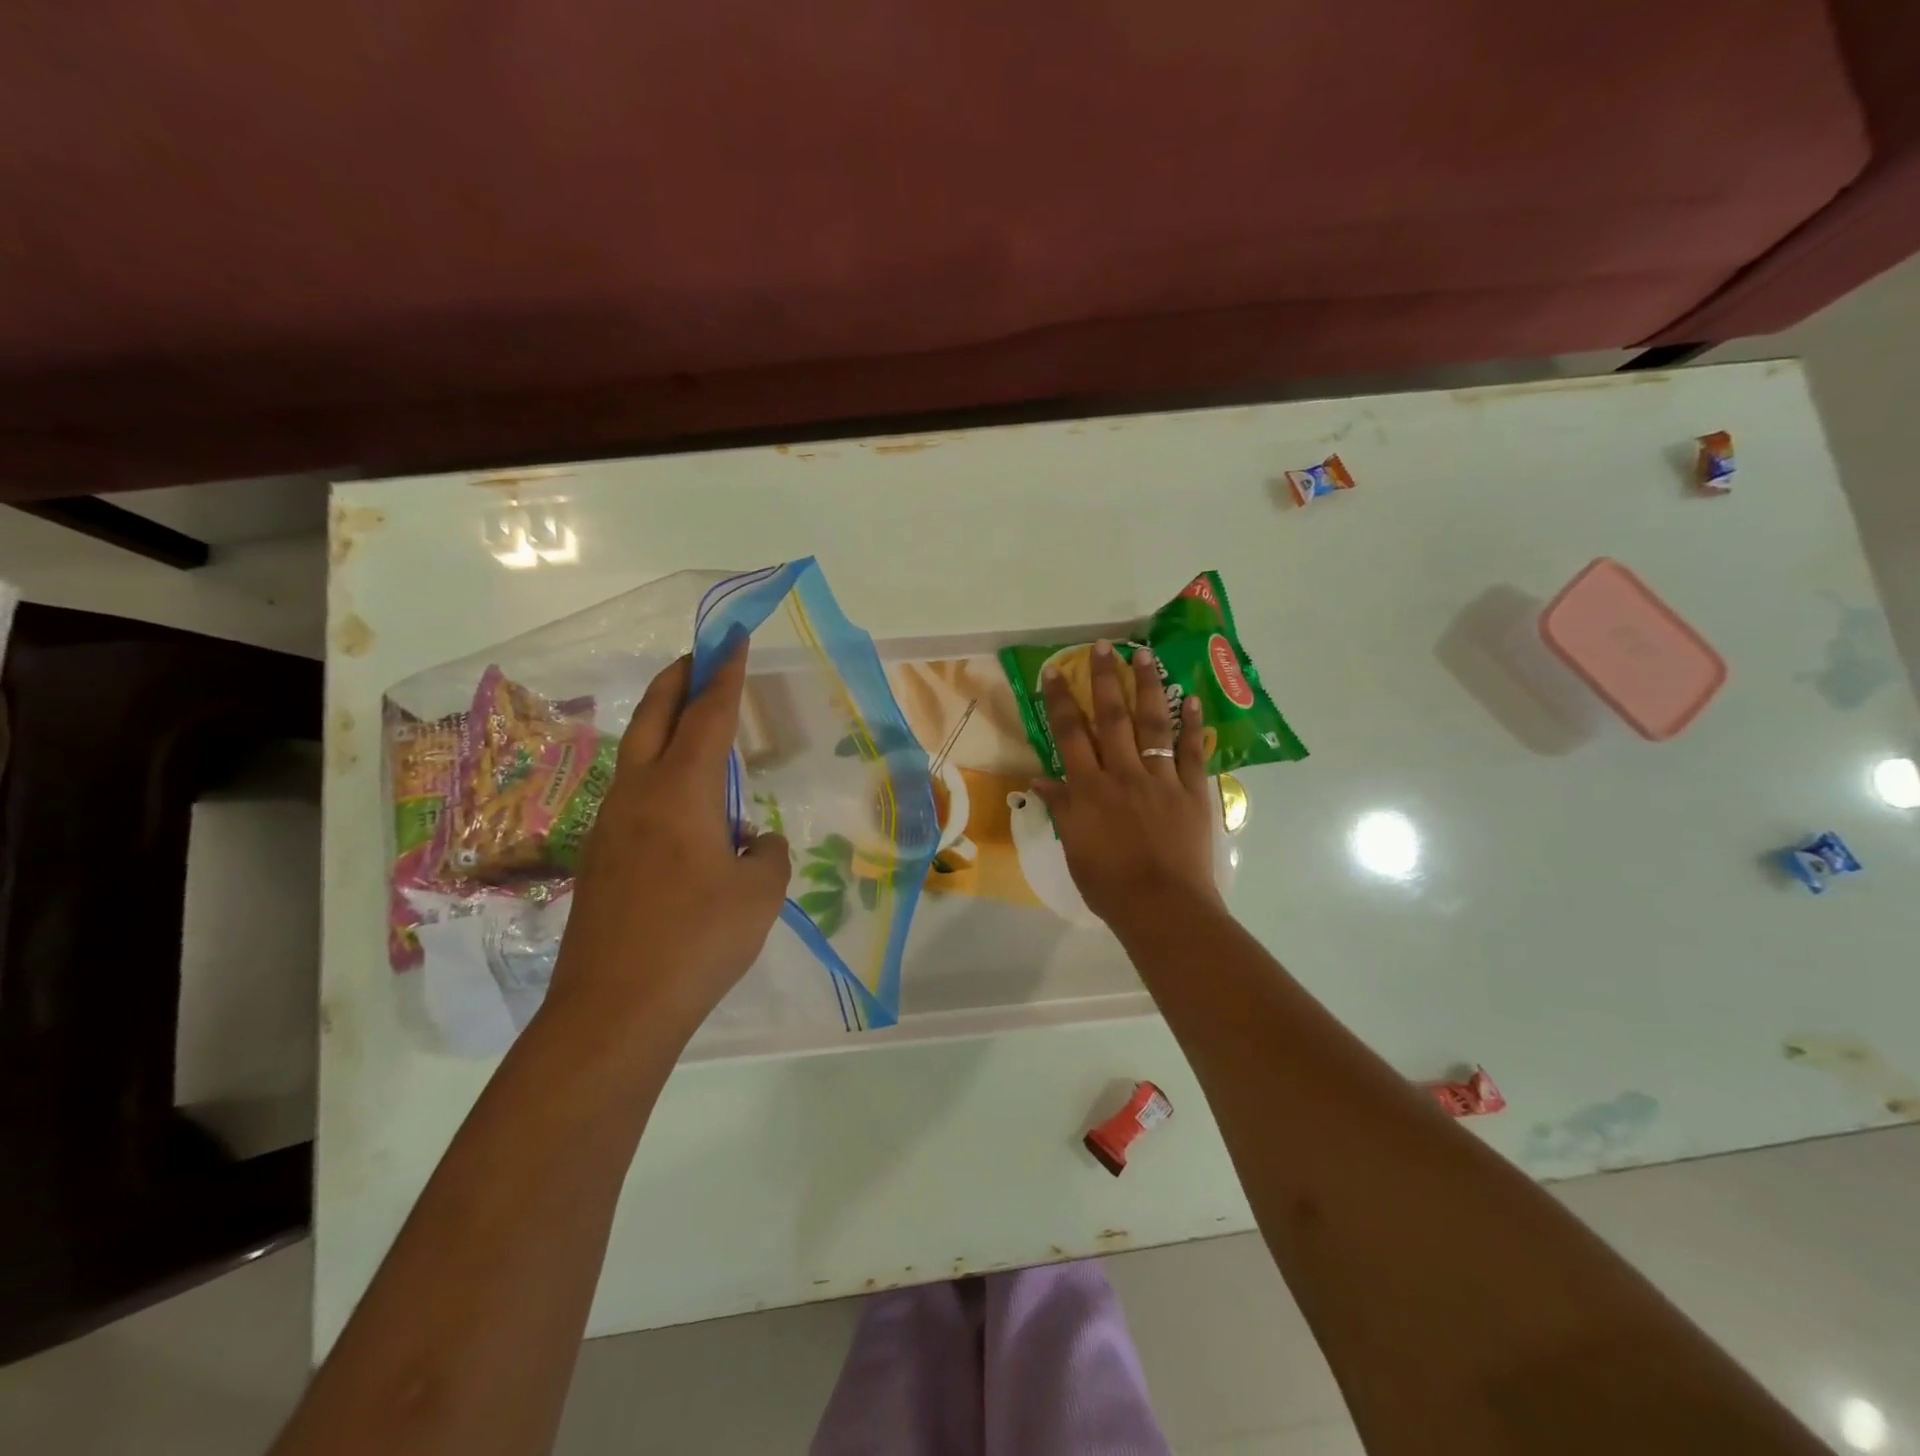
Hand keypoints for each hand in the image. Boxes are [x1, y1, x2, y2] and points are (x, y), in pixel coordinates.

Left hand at [548, 644, 789, 1041]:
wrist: (613, 1009)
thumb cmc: (697, 942)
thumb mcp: (759, 894)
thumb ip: (765, 854)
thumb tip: (751, 842)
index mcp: (681, 792)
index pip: (708, 717)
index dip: (725, 676)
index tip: (732, 641)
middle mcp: (639, 796)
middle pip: (656, 718)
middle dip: (680, 680)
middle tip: (701, 654)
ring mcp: (610, 827)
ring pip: (638, 755)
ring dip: (663, 725)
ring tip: (693, 723)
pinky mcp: (599, 860)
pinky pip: (633, 795)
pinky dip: (658, 773)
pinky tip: (680, 805)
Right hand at [1030, 640, 1220, 930]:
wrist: (1162, 906)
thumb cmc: (1109, 884)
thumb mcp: (1074, 848)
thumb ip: (1061, 809)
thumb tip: (1039, 780)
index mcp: (1089, 789)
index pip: (1069, 735)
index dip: (1060, 701)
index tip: (1055, 671)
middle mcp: (1122, 774)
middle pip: (1111, 718)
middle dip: (1104, 680)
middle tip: (1102, 647)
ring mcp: (1160, 780)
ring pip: (1152, 724)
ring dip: (1147, 688)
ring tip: (1144, 655)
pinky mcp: (1191, 791)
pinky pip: (1191, 752)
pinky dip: (1192, 725)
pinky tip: (1192, 699)